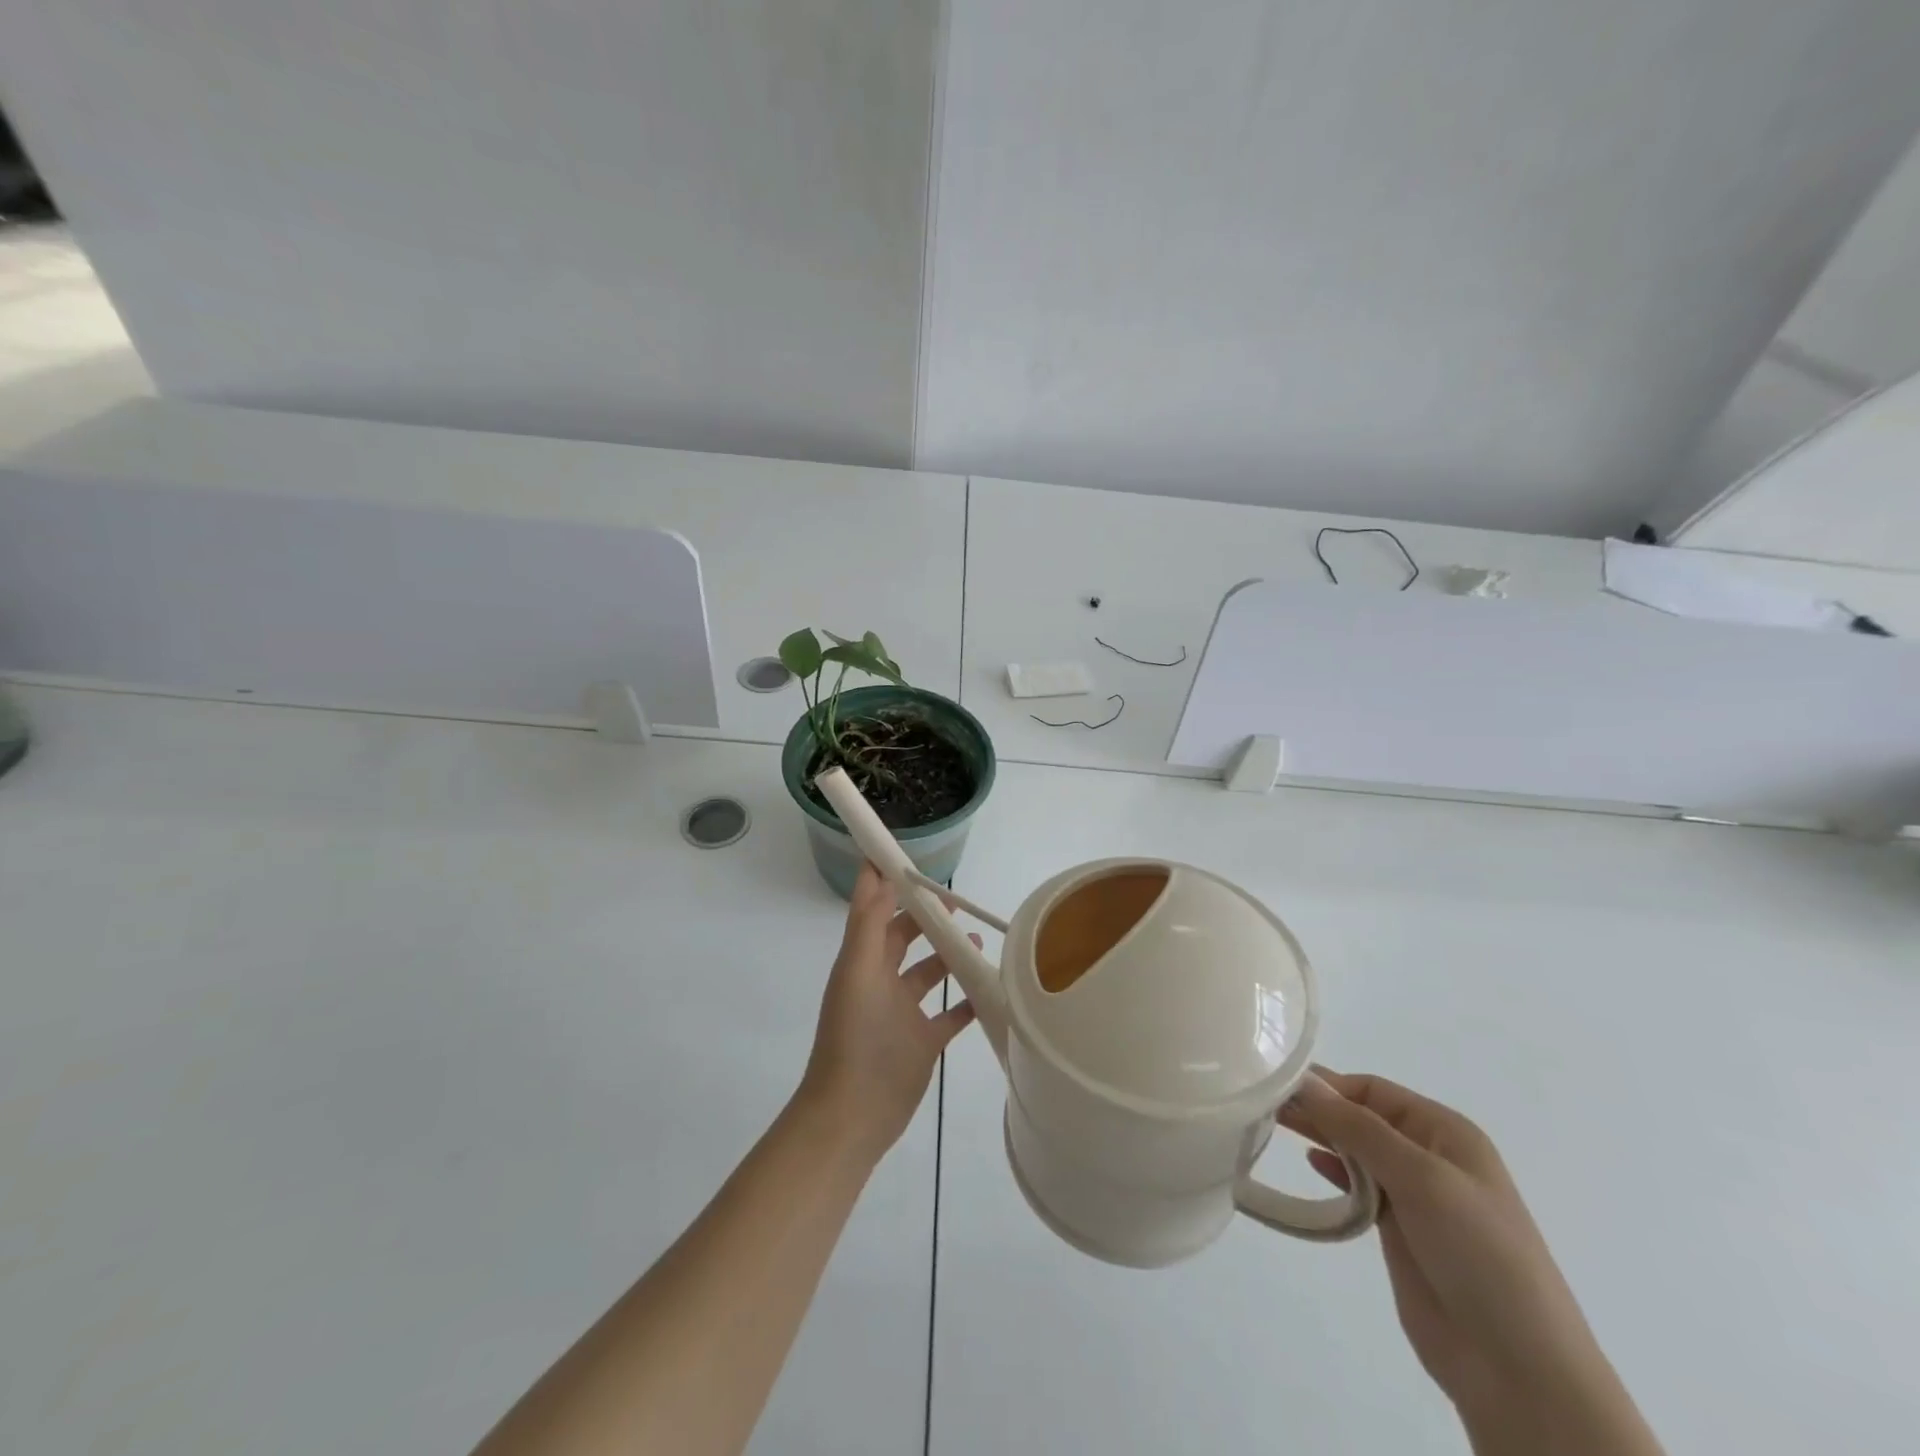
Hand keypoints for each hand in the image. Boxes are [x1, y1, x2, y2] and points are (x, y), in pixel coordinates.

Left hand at [797, 863, 976, 1162]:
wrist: (853, 1116)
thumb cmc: (855, 1037)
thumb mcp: (859, 973)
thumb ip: (870, 924)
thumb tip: (879, 874)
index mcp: (863, 961)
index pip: (873, 910)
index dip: (884, 882)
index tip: (906, 856)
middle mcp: (881, 981)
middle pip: (904, 937)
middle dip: (926, 916)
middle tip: (957, 901)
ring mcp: (903, 1013)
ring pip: (929, 972)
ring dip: (949, 954)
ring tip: (978, 940)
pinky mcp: (923, 1042)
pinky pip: (949, 1013)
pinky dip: (967, 998)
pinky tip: (989, 986)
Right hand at [1286, 1072, 1661, 1454]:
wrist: (1518, 1368)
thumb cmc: (1479, 1254)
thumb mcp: (1420, 1178)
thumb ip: (1358, 1128)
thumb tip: (1303, 1080)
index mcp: (1446, 1132)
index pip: (1373, 1090)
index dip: (1327, 1085)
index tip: (1276, 1084)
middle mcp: (1430, 1156)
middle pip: (1362, 1117)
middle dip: (1319, 1108)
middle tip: (1264, 1103)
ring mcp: (1416, 1196)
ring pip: (1357, 1150)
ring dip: (1321, 1136)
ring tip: (1273, 1126)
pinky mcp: (1400, 1232)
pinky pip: (1359, 1187)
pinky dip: (1334, 1172)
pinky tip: (1310, 1164)